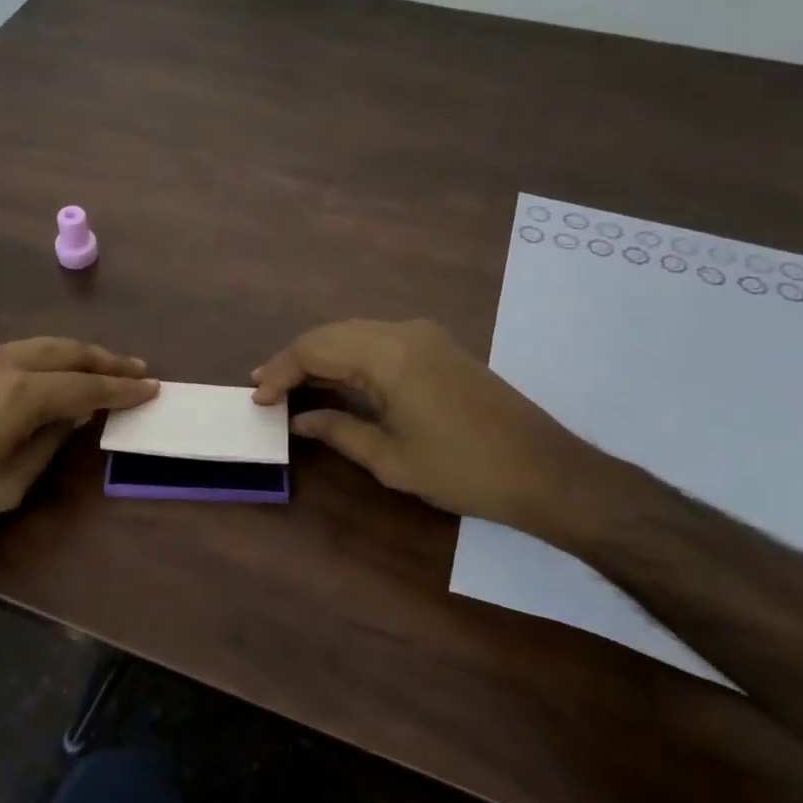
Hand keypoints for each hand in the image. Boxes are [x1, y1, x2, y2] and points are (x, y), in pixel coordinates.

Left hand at [0, 338, 157, 550]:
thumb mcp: (6, 485)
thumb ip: (47, 444)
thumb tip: (70, 418)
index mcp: (21, 395)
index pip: (86, 387)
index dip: (122, 389)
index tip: (153, 387)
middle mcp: (5, 363)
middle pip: (68, 352)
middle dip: (106, 360)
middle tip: (138, 368)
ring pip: (43, 344)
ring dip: (78, 353)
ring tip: (105, 364)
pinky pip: (20, 350)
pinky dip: (50, 355)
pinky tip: (56, 370)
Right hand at [252, 319, 601, 534]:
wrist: (545, 471)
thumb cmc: (463, 470)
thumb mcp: (391, 459)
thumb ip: (338, 431)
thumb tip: (299, 421)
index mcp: (389, 355)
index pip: (316, 349)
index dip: (281, 371)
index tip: (257, 398)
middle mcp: (404, 332)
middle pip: (332, 333)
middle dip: (295, 359)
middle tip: (265, 388)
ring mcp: (426, 336)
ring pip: (355, 333)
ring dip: (321, 355)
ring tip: (290, 384)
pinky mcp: (439, 347)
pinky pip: (379, 340)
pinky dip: (350, 356)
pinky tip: (336, 379)